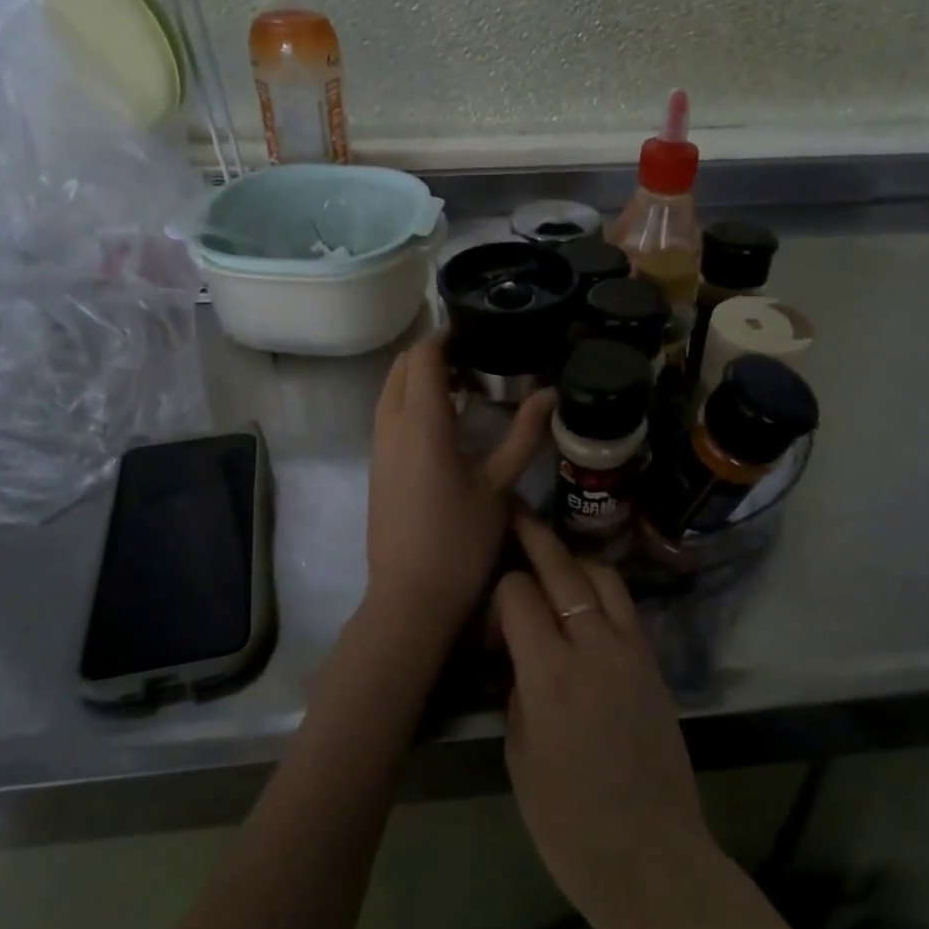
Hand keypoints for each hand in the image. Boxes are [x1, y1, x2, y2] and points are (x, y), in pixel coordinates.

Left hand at [365, 332, 552, 638]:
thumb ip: (525, 434)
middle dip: (433, 353)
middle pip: (403, 366)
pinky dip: (412, 400)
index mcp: (421, 422)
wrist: (410, 598)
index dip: (446, 336)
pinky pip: (390, 413)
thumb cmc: (460, 540)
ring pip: (392, 389)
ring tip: (464, 385)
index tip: (476, 330)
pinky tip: (446, 421)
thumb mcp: (500, 486)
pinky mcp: (377, 465)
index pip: (424, 356)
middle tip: (475, 358)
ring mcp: (379, 446)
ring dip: (421, 377)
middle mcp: (391, 425)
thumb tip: (551, 394)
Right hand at [496, 511, 712, 927]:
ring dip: (574, 560)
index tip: (494, 624)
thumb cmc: (570, 822)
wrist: (651, 856)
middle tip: (516, 511)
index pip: (519, 593)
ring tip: (554, 563)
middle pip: (562, 567)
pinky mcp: (653, 660)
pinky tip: (587, 601)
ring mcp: (630, 649)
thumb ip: (518, 689)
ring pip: (601, 574)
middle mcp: (592, 646)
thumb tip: (518, 654)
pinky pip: (625, 604)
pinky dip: (602, 589)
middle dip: (534, 534)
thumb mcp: (520, 755)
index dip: (500, 594)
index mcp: (549, 674)